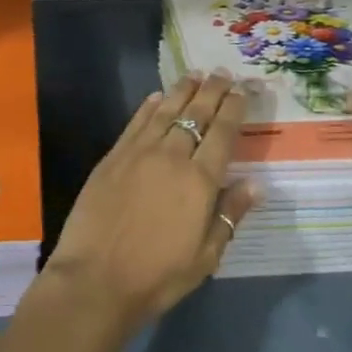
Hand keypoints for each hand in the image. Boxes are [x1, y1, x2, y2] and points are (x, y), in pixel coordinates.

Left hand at [42, 71, 258, 327]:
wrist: (96, 279)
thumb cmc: (157, 276)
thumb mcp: (205, 257)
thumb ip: (230, 215)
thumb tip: (256, 184)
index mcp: (199, 181)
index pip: (223, 133)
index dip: (234, 108)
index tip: (243, 90)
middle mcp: (172, 156)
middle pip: (196, 114)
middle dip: (212, 90)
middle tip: (223, 72)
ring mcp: (139, 152)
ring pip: (166, 110)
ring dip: (183, 90)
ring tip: (195, 74)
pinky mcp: (113, 156)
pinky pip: (136, 122)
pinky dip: (149, 105)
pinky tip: (157, 96)